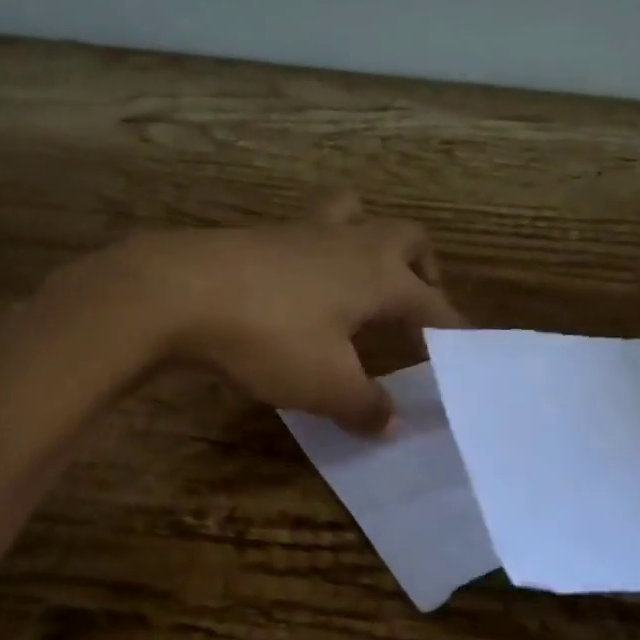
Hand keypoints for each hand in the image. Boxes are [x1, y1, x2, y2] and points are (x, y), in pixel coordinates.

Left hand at [78, 194, 460, 433]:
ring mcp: (301, 232)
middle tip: (416, 300)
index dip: (451, 327)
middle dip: (422, 265)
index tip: (461, 349)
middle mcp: (350, 242)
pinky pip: (307, 234)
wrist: (178, 291)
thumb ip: (365, 405)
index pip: (432, 302)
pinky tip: (300, 288)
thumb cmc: (270, 337)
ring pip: (353, 216)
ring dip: (369, 241)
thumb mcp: (325, 385)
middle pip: (406, 235)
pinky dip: (319, 254)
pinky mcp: (259, 235)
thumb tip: (392, 422)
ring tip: (362, 280)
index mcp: (379, 275)